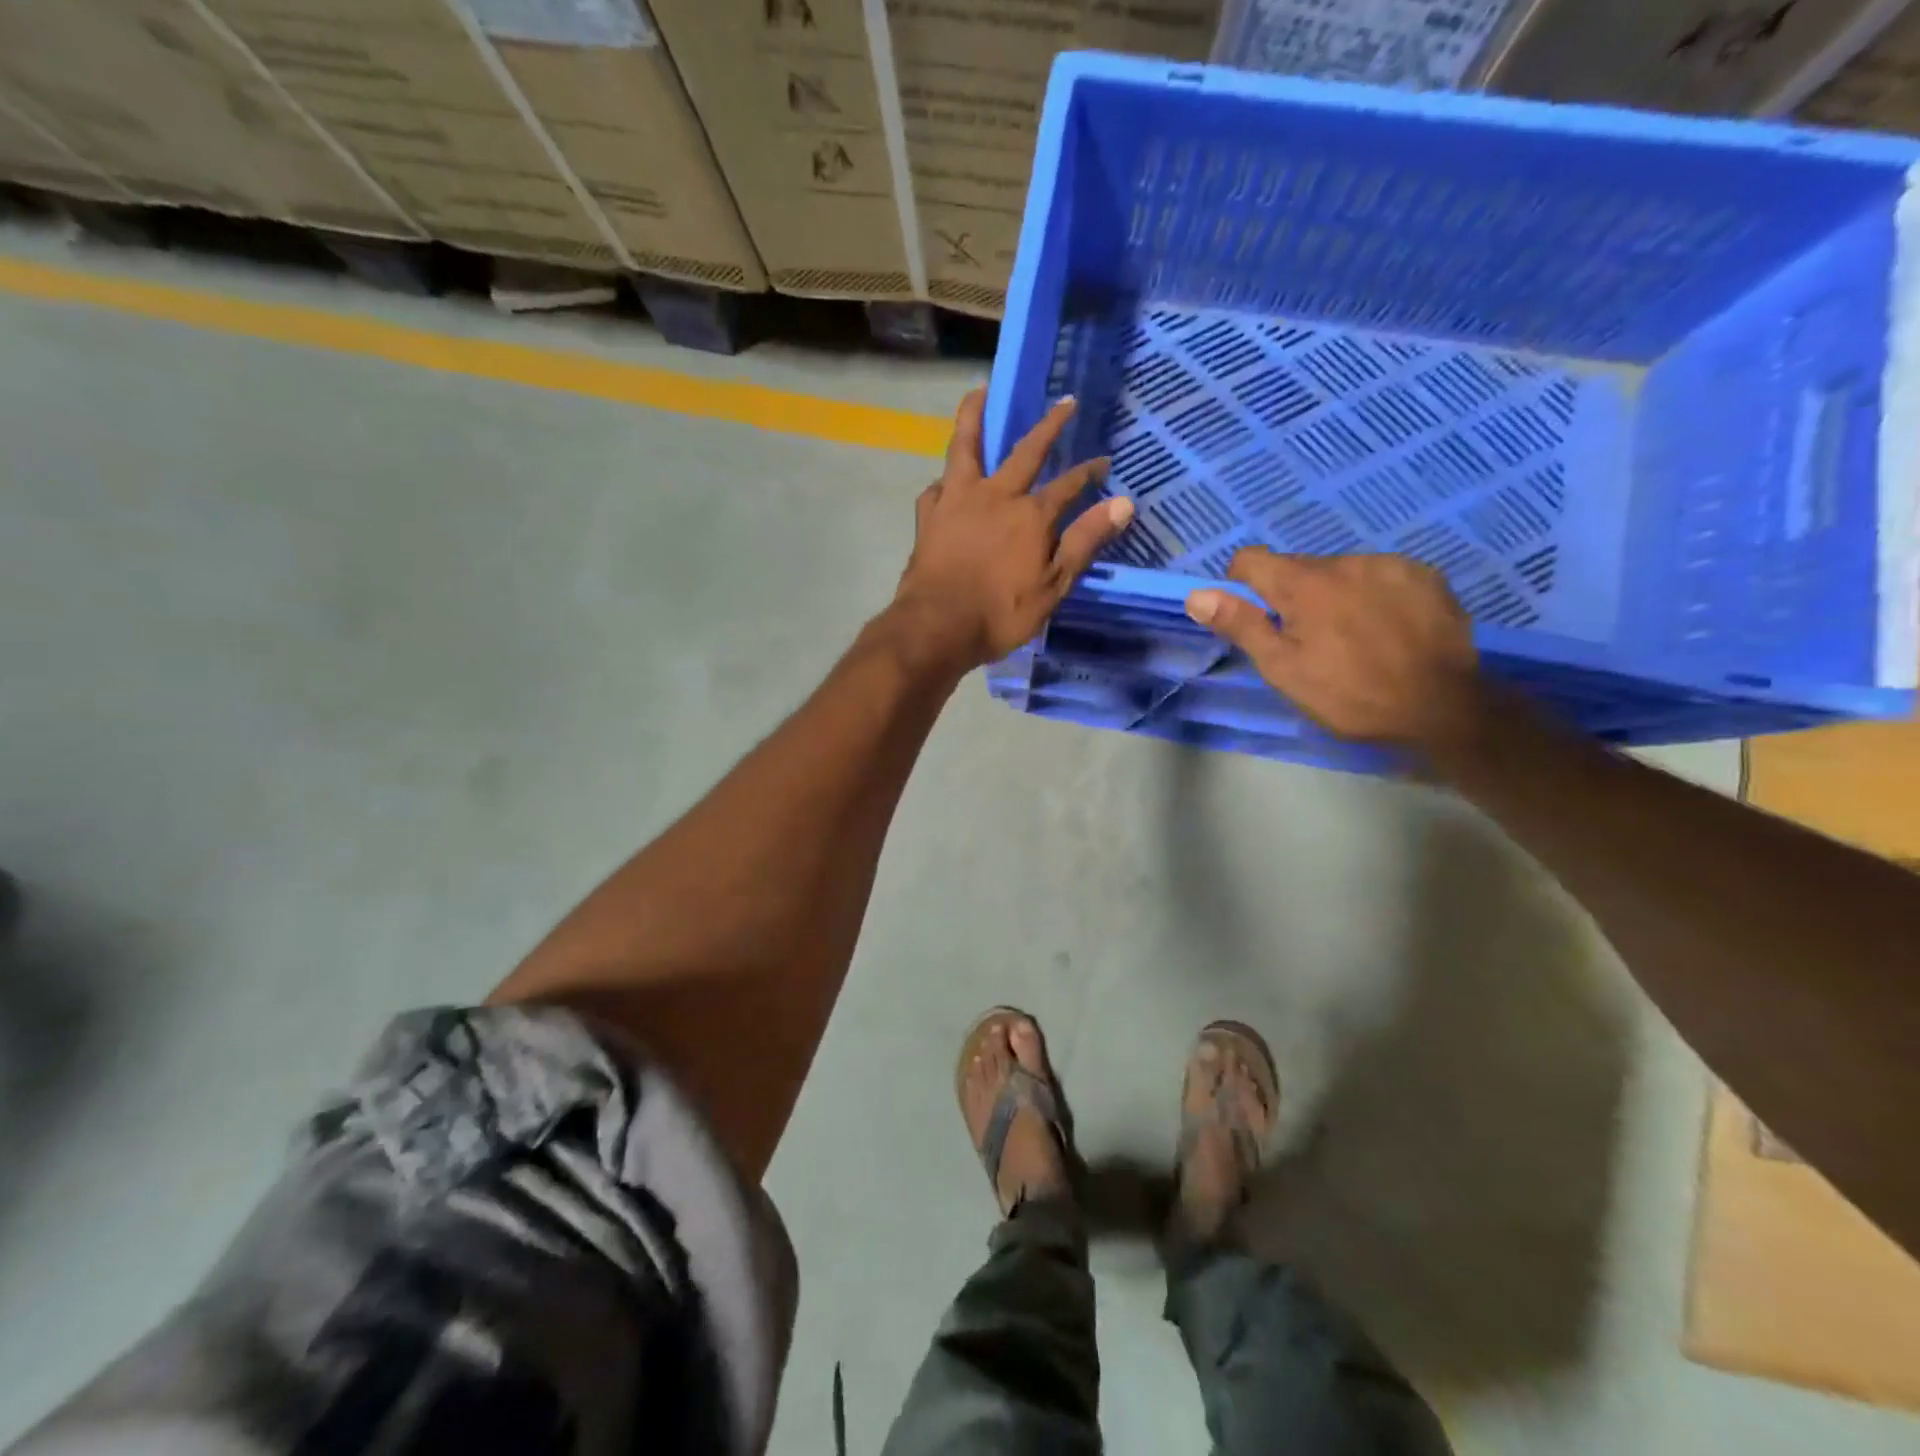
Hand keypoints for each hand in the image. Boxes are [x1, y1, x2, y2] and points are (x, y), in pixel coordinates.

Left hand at [892, 388, 1135, 670]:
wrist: (936, 628)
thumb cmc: (1000, 614)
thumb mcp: (1053, 586)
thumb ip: (1084, 542)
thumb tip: (1124, 503)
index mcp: (1030, 514)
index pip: (1068, 485)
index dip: (1089, 473)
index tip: (1104, 462)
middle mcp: (995, 495)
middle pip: (1025, 451)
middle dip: (1049, 426)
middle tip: (1064, 402)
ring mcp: (957, 501)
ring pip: (966, 447)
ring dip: (975, 417)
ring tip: (979, 393)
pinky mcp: (929, 517)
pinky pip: (937, 487)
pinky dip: (945, 480)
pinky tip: (946, 481)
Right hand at [1185, 550, 1483, 748]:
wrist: (1442, 706)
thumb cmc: (1349, 694)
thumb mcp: (1283, 669)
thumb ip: (1241, 625)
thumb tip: (1197, 595)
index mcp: (1303, 584)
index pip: (1251, 560)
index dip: (1241, 584)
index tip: (1254, 616)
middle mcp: (1344, 561)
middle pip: (1299, 568)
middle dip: (1293, 596)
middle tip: (1308, 641)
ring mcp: (1389, 564)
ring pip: (1342, 572)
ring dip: (1335, 594)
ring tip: (1354, 637)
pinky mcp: (1426, 575)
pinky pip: (1382, 575)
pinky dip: (1374, 594)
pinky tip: (1388, 628)